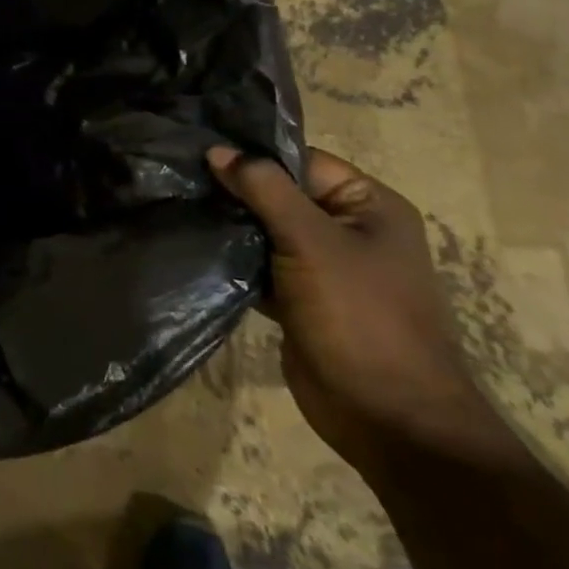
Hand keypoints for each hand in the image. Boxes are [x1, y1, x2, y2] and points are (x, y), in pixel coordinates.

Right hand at [207, 146, 518, 480]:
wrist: (388, 419)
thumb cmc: (360, 317)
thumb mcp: (312, 242)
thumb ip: (264, 190)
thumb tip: (218, 149)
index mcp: (369, 205)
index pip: (302, 161)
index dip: (254, 155)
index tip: (199, 149)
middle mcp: (348, 229)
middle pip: (281, 194)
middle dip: (235, 189)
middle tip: (179, 177)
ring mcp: (323, 267)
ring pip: (266, 230)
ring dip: (231, 224)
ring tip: (179, 206)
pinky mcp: (300, 299)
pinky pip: (261, 265)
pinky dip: (234, 258)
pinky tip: (195, 246)